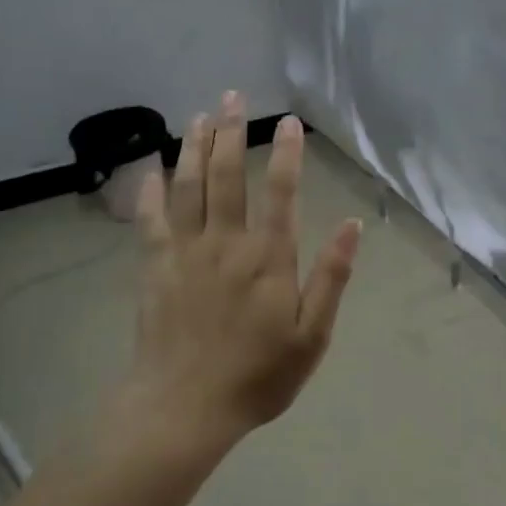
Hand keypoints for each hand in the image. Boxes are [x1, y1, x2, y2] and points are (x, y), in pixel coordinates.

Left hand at [128, 92, 360, 438]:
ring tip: (200, 115)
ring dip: (195, 148)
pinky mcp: (155, 268)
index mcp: (269, 259)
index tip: (288, 122)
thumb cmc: (257, 376)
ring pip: (190, 187)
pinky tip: (154, 168)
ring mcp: (186, 253)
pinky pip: (152, 220)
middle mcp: (226, 243)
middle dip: (232, 133)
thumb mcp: (312, 336)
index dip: (286, 154)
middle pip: (228, 176)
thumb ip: (331, 277)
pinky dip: (152, 191)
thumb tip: (353, 226)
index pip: (281, 193)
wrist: (183, 408)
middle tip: (233, 96)